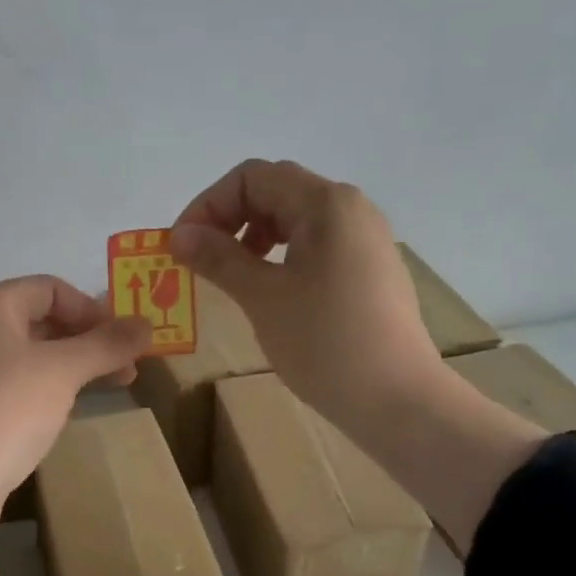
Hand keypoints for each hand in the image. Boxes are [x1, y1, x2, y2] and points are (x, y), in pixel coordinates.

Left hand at [0, 277, 149, 575]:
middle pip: (38, 320)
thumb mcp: (63, 371)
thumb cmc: (6, 410)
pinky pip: (12, 385)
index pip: (49, 289)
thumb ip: (106, 344)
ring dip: (71, 366)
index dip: (92, 309)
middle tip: (127, 366)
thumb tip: (147, 325)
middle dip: (87, 340)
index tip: (126, 339)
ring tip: (109, 387)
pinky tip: (67, 409)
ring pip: (27, 356)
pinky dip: (44, 389)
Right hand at [169, 159, 439, 435]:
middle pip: (276, 191)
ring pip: (296, 218)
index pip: (252, 177)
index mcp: (325, 203)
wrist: (396, 398)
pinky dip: (281, 254)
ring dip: (253, 236)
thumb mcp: (262, 297)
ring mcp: (365, 238)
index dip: (208, 204)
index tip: (182, 246)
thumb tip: (178, 235)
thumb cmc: (324, 342)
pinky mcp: (370, 268)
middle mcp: (350, 208)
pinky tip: (270, 290)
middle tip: (201, 259)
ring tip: (232, 274)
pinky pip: (316, 243)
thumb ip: (218, 258)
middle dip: (229, 218)